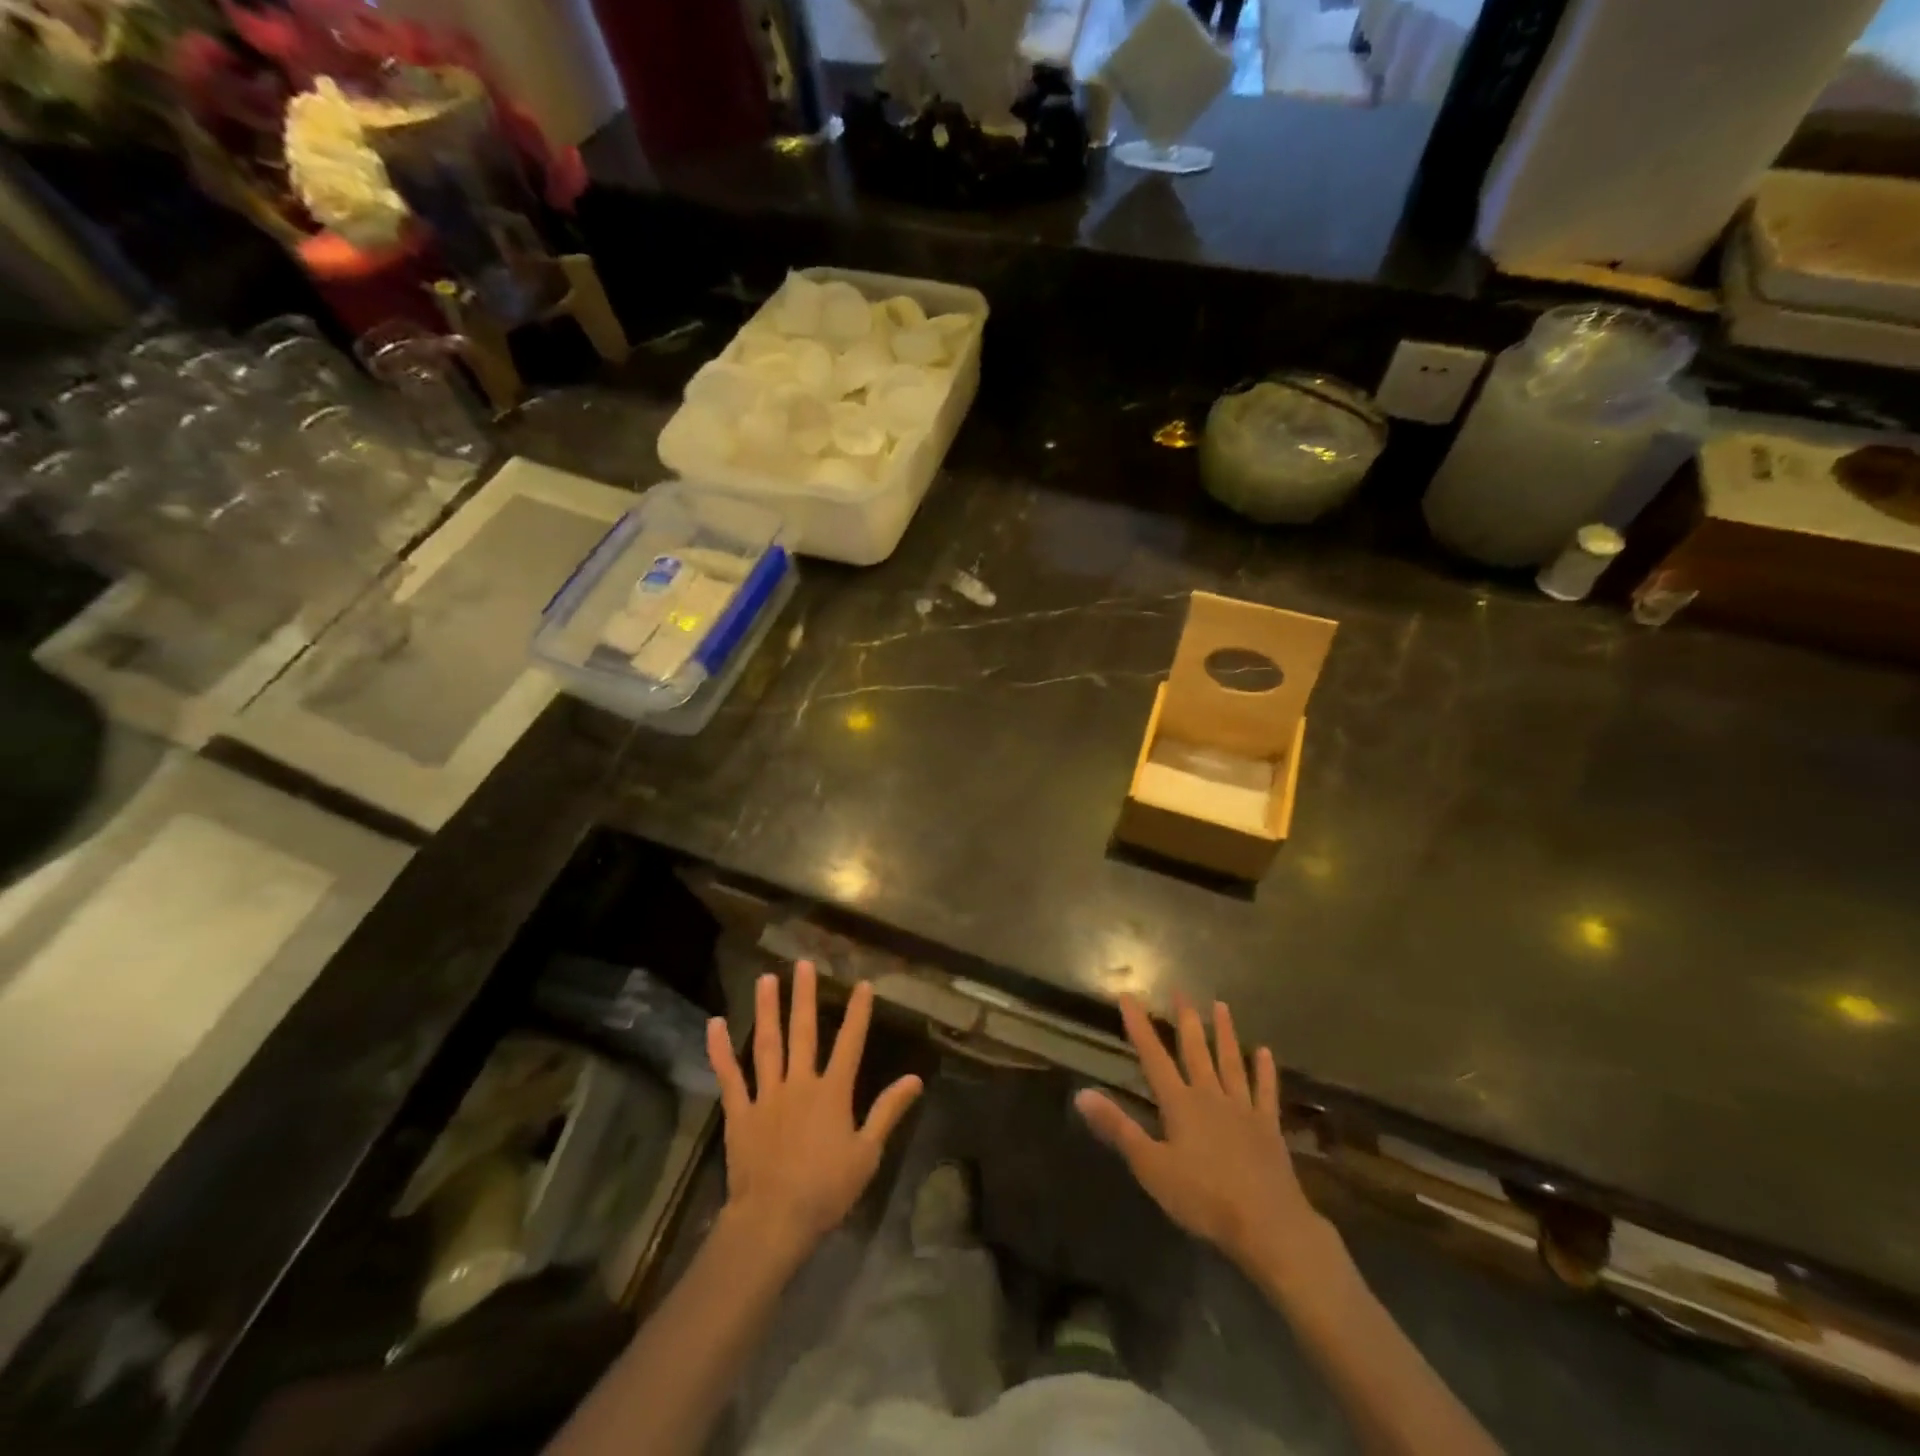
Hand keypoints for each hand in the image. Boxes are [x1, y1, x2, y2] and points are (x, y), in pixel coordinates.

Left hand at [706, 962, 922, 1262]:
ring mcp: (767, 1095)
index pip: (850, 1043)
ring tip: (766, 979)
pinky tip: (715, 1024)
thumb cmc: (826, 1189)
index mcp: (833, 1092)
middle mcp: (800, 1083)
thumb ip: (888, 1111)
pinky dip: (721, 1050)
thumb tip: (915, 1078)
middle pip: (803, 1032)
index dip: (858, 1013)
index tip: (862, 984)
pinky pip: (730, 1076)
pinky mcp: (740, 1112)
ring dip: (767, 1010)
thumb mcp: (867, 1153)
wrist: (774, 1220)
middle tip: (804, 964)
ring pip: (767, 1044)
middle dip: (805, 996)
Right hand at [1076, 995, 1324, 1273]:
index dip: (1139, 1026)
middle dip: (1185, 1019)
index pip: (1153, 1056)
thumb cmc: (1204, 1198)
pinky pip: (1265, 1092)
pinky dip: (1264, 1071)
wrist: (1268, 1224)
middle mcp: (1210, 1095)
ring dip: (1224, 1033)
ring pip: (1230, 1062)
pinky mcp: (1268, 1127)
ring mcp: (1242, 1109)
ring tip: (1221, 1006)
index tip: (1129, 997)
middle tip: (1181, 990)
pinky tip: (1264, 1053)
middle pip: (1195, 1050)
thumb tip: (1081, 1094)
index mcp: (1180, 1103)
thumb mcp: (1151, 1166)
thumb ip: (1118, 1128)